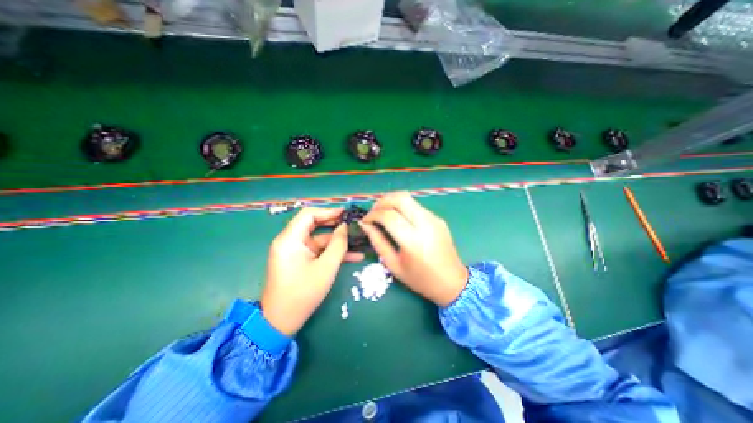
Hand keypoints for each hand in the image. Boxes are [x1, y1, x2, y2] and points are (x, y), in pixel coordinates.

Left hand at [260, 206, 363, 335]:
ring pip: (320, 239)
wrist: (281, 322)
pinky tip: (354, 256)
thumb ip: (338, 244)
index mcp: (290, 239)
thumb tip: (345, 227)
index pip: (309, 215)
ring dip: (338, 241)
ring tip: (359, 241)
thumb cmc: (302, 294)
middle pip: (314, 224)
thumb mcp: (326, 268)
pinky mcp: (300, 260)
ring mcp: (295, 251)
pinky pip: (318, 251)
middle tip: (354, 224)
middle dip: (336, 224)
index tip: (346, 213)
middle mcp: (290, 241)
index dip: (328, 211)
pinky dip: (333, 252)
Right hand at [357, 192, 465, 306]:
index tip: (364, 221)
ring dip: (392, 201)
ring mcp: (434, 219)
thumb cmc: (420, 279)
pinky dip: (402, 207)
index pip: (388, 215)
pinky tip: (398, 218)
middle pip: (400, 198)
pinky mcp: (438, 218)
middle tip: (373, 212)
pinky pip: (416, 206)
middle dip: (382, 201)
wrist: (452, 282)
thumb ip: (378, 241)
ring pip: (408, 198)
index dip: (372, 215)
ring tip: (382, 213)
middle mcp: (425, 224)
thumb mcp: (394, 265)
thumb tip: (365, 224)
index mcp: (413, 240)